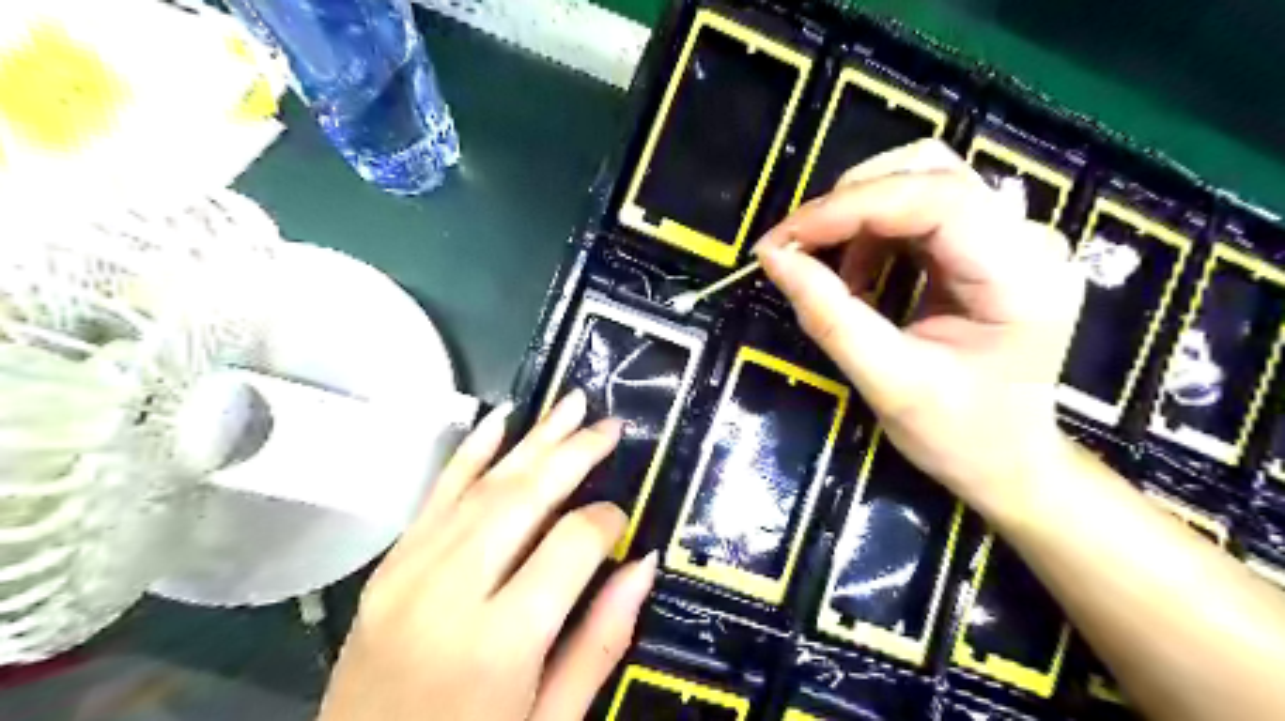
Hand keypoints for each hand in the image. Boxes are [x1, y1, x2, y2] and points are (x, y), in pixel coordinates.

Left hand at [317, 392, 655, 720]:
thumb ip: (602, 640)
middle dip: (574, 453)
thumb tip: (642, 563)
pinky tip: (501, 418)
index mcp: (501, 640)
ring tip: (571, 405)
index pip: (570, 545)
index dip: (606, 521)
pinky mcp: (388, 566)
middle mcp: (452, 591)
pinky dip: (472, 451)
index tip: (623, 518)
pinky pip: (436, 494)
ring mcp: (410, 571)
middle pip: (524, 497)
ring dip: (533, 439)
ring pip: (483, 485)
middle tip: (609, 425)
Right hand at [754, 138, 1086, 512]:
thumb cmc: (958, 435)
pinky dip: (873, 231)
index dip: (850, 207)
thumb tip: (773, 257)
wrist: (1008, 460)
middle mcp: (1028, 240)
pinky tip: (856, 273)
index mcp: (1022, 277)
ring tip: (827, 270)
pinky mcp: (989, 245)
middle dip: (849, 204)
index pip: (937, 198)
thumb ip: (829, 317)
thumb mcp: (887, 382)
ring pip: (922, 179)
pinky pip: (921, 210)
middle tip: (796, 250)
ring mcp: (1013, 237)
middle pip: (929, 172)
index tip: (784, 240)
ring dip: (858, 215)